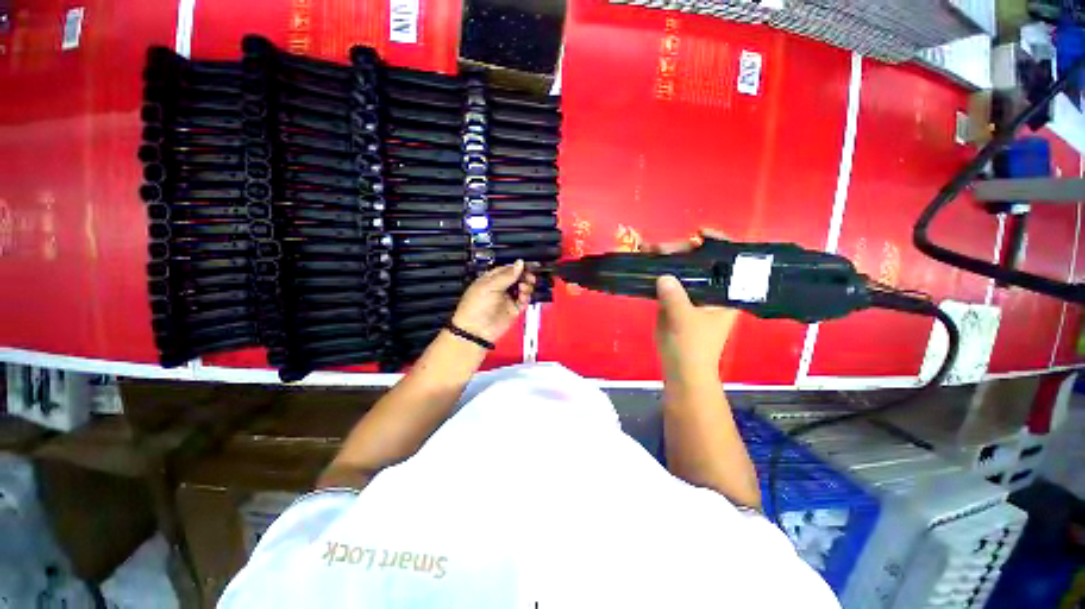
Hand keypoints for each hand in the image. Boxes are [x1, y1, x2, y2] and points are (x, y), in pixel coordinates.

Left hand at [451, 260, 536, 342]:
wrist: (476, 330)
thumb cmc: (475, 307)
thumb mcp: (490, 286)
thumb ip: (507, 275)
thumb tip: (519, 263)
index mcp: (491, 279)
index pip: (508, 269)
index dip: (518, 268)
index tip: (527, 267)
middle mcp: (500, 288)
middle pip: (518, 278)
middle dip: (525, 277)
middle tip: (529, 278)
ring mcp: (507, 299)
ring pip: (522, 289)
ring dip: (526, 287)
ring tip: (523, 289)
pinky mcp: (513, 310)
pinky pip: (524, 301)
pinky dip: (526, 298)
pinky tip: (523, 298)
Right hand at [648, 230, 738, 379]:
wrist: (681, 368)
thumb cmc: (692, 347)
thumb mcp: (685, 321)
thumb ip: (675, 297)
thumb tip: (662, 275)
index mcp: (727, 292)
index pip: (729, 260)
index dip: (718, 242)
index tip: (699, 233)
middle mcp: (712, 288)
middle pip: (700, 260)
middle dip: (680, 250)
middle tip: (658, 248)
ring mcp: (692, 293)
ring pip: (682, 268)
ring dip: (665, 257)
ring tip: (646, 249)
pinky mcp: (677, 299)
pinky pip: (668, 279)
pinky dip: (657, 270)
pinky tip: (645, 262)